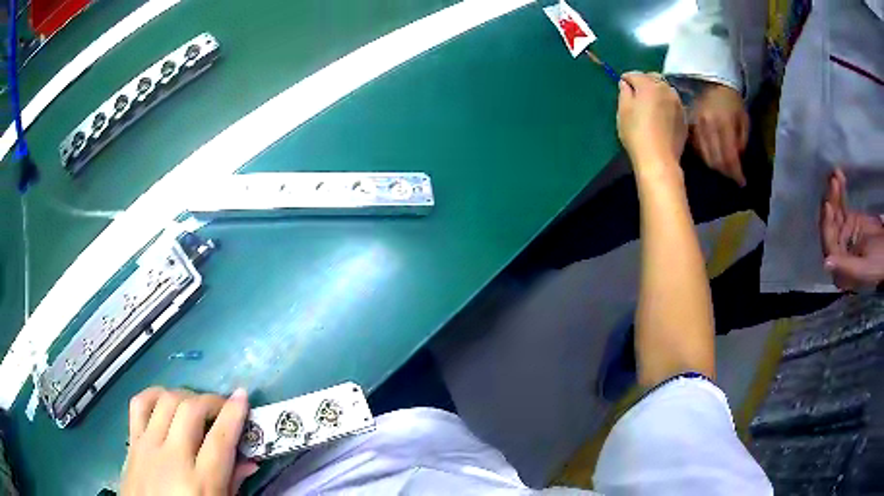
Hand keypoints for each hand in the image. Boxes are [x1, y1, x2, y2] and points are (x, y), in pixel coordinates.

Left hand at [121, 387, 257, 495]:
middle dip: (211, 400)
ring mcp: (148, 446)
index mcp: (200, 483)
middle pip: (191, 410)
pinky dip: (154, 394)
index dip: (234, 413)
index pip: (220, 439)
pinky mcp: (132, 441)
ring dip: (185, 396)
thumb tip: (249, 461)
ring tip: (195, 405)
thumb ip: (233, 484)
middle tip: (222, 407)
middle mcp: (173, 458)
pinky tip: (165, 400)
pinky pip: (139, 404)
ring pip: (165, 401)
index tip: (242, 396)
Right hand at [617, 72, 687, 168]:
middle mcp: (666, 89)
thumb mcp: (623, 111)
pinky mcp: (684, 117)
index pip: (634, 74)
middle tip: (637, 95)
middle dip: (644, 82)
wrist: (659, 159)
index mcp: (648, 85)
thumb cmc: (636, 134)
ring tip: (651, 105)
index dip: (626, 80)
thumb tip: (626, 84)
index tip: (622, 88)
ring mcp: (678, 103)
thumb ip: (624, 93)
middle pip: (653, 77)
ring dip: (658, 92)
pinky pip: (673, 103)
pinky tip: (661, 117)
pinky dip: (666, 104)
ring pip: (666, 89)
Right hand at [689, 83, 748, 186]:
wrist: (712, 82)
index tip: (741, 183)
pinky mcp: (689, 126)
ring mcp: (696, 126)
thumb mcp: (744, 120)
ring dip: (715, 167)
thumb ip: (741, 140)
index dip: (736, 173)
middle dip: (726, 172)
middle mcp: (708, 125)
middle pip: (716, 160)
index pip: (729, 156)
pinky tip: (711, 158)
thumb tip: (737, 159)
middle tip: (733, 176)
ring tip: (724, 169)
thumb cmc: (732, 101)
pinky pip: (696, 149)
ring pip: (705, 157)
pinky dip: (704, 158)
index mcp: (724, 123)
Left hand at [820, 168, 883, 290]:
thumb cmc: (877, 263)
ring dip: (834, 193)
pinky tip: (839, 175)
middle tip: (833, 182)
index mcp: (840, 272)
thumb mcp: (862, 268)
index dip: (827, 226)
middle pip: (830, 226)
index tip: (828, 205)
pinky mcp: (850, 222)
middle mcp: (839, 254)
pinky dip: (840, 191)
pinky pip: (841, 206)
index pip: (829, 246)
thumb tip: (826, 263)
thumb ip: (845, 266)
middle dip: (830, 202)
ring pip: (834, 213)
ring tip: (836, 175)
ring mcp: (845, 236)